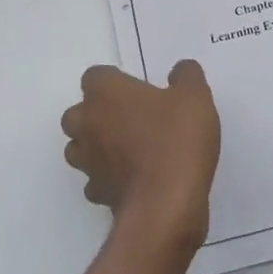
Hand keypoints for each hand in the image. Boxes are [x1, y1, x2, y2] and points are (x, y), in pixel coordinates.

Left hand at [62, 60, 220, 256]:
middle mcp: (87, 124)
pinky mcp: (97, 193)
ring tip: (130, 149)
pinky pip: (96, 180)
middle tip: (132, 118)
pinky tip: (135, 179)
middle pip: (78, 113)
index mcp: (105, 93)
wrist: (166, 204)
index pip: (95, 76)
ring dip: (97, 146)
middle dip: (98, 114)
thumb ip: (186, 76)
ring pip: (79, 148)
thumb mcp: (194, 97)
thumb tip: (179, 70)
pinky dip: (109, 178)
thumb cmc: (176, 139)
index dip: (115, 81)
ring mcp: (88, 162)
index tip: (139, 90)